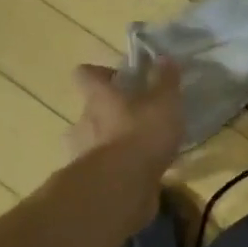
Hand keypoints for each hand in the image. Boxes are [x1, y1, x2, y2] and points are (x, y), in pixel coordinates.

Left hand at [68, 58, 183, 179]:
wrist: (120, 188)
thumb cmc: (141, 134)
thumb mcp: (164, 102)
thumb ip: (165, 80)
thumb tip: (163, 57)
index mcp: (98, 98)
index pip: (86, 74)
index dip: (100, 73)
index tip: (120, 78)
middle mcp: (83, 122)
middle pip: (90, 110)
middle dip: (111, 113)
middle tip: (138, 118)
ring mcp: (82, 154)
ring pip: (94, 142)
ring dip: (112, 144)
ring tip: (141, 150)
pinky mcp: (90, 182)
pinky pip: (103, 170)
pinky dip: (118, 170)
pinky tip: (141, 174)